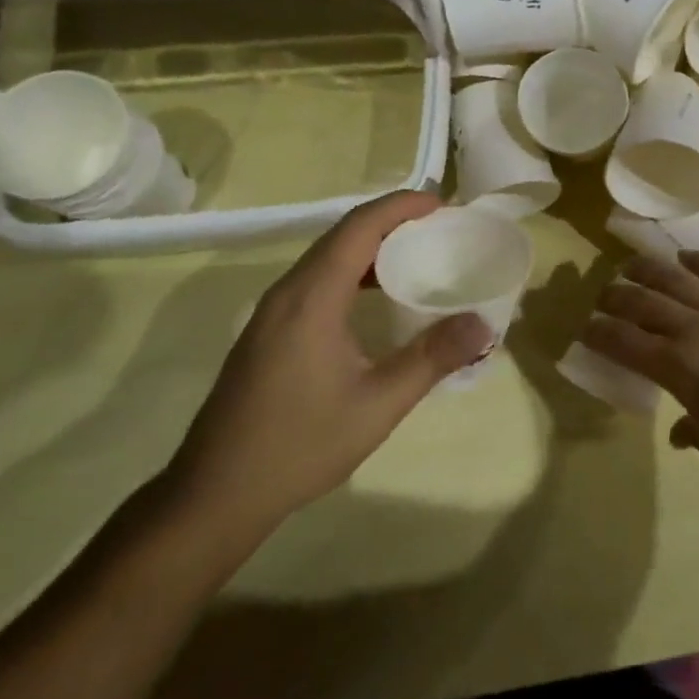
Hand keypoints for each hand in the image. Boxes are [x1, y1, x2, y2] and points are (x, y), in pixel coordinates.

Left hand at [166, 191, 492, 537]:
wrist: (216, 494)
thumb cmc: (301, 445)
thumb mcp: (379, 404)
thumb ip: (432, 358)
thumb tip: (483, 324)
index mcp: (312, 298)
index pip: (359, 227)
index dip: (401, 206)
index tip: (443, 204)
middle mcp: (287, 293)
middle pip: (341, 235)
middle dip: (391, 221)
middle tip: (438, 227)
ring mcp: (271, 313)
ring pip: (325, 258)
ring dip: (370, 246)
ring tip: (414, 254)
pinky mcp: (266, 332)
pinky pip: (314, 281)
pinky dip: (350, 271)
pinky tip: (373, 298)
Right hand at [587, 251, 698, 487]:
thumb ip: (692, 431)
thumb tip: (679, 431)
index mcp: (678, 367)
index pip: (625, 342)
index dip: (601, 332)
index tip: (586, 326)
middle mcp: (695, 330)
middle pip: (645, 303)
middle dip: (617, 296)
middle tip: (603, 294)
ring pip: (679, 280)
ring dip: (650, 270)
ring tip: (631, 264)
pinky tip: (687, 257)